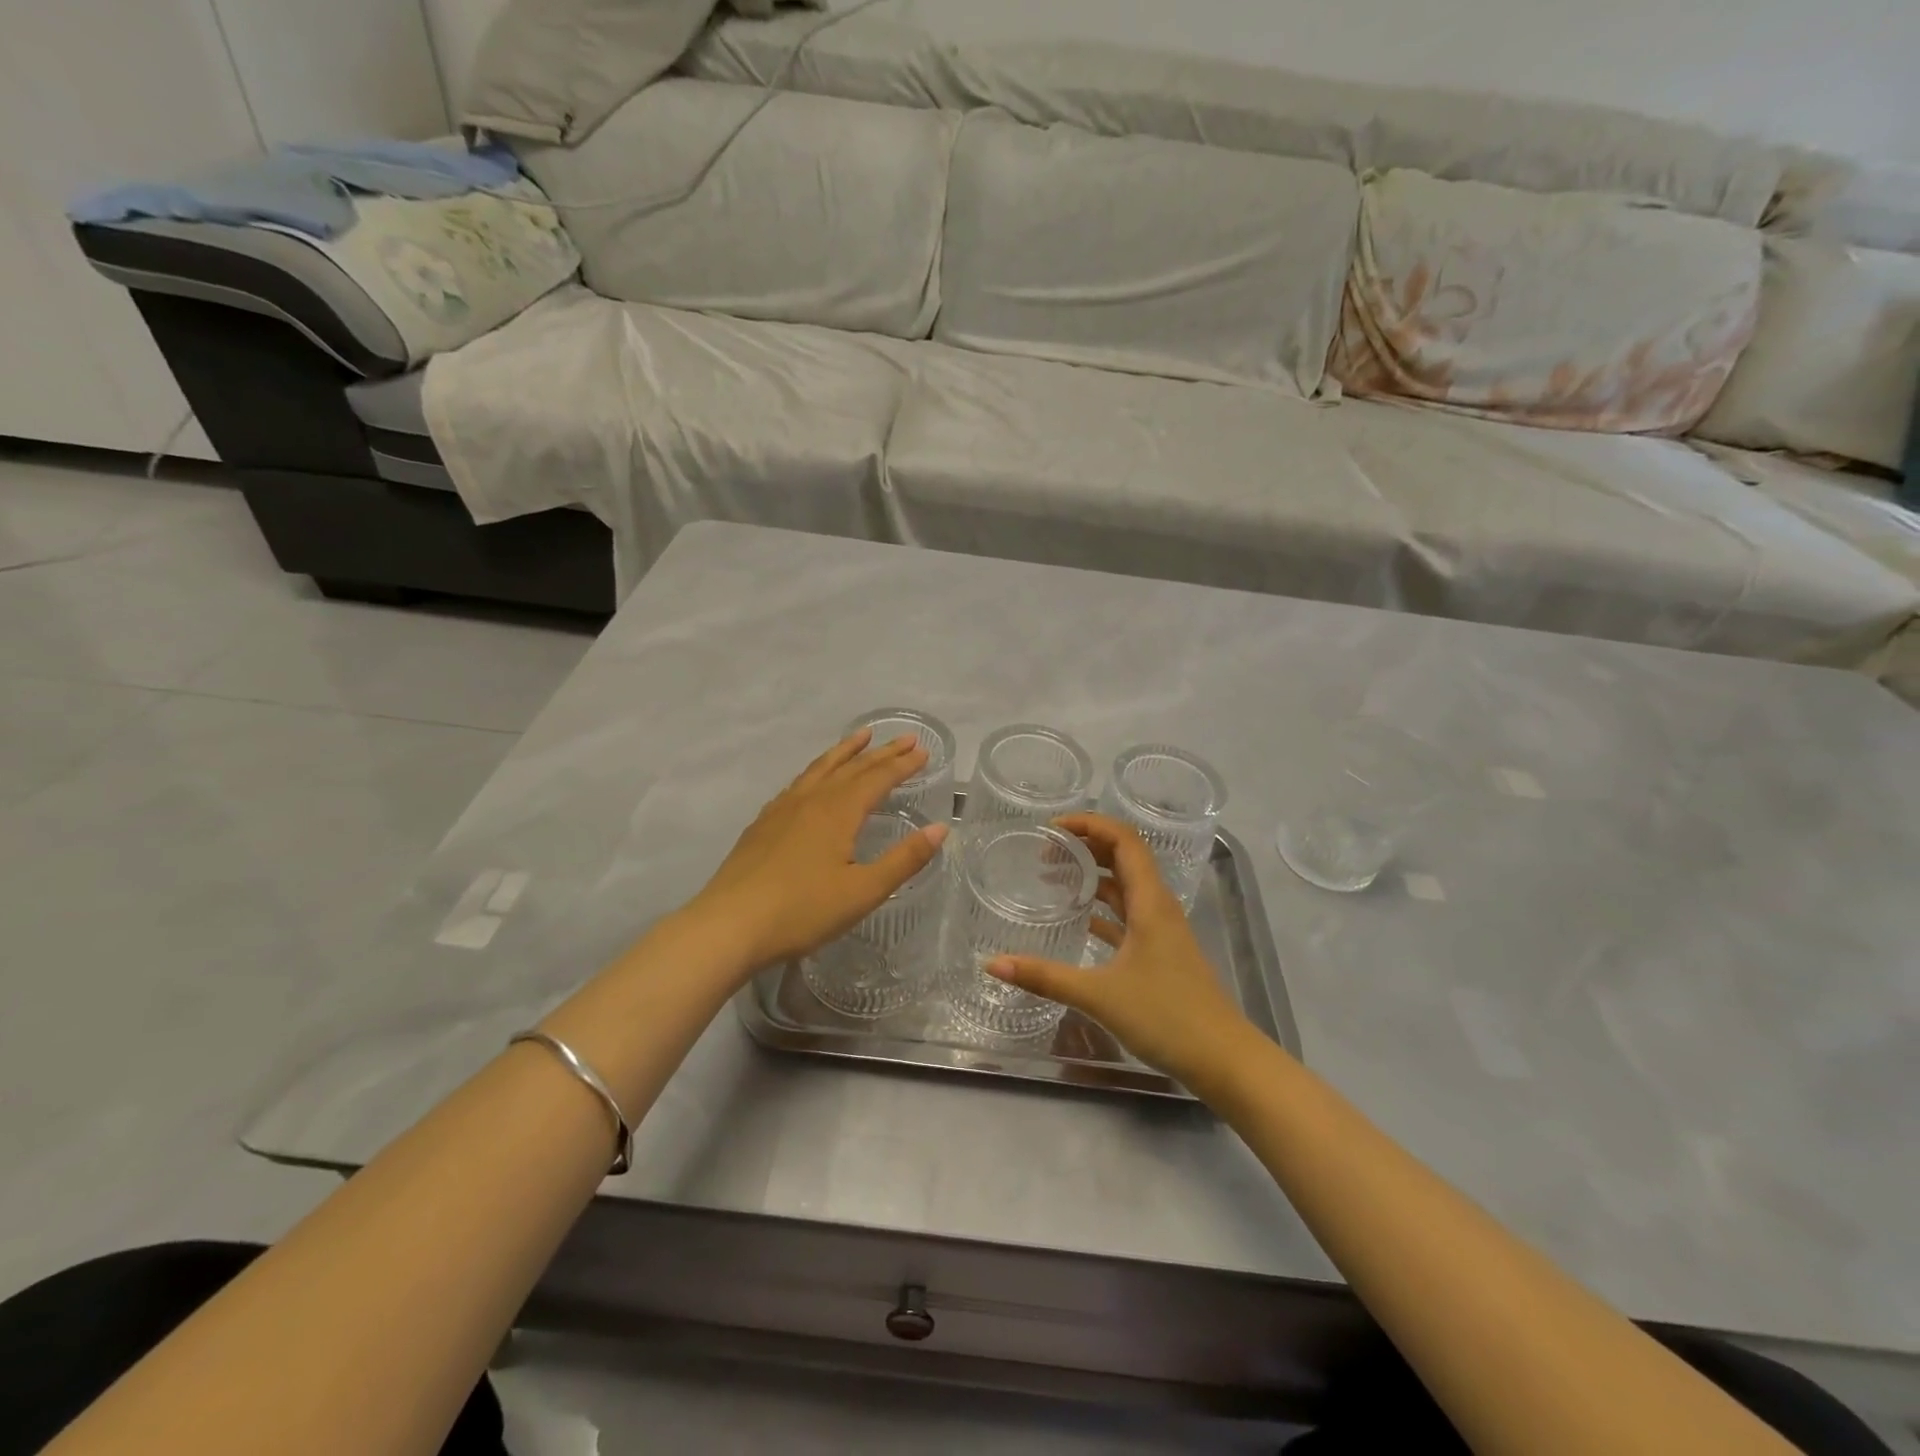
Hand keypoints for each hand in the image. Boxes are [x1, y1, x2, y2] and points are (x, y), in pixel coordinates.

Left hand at [686, 729, 948, 972]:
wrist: (729, 925)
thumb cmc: (802, 911)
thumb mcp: (863, 891)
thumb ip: (904, 859)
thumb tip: (941, 828)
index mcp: (838, 812)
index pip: (877, 778)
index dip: (902, 764)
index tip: (922, 750)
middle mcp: (811, 800)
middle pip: (851, 767)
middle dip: (881, 752)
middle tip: (904, 738)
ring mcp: (782, 809)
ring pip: (820, 769)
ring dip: (844, 752)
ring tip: (861, 738)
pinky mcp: (762, 824)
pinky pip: (798, 783)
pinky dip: (816, 771)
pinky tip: (813, 780)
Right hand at [986, 813, 1257, 1092]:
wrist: (1224, 1059)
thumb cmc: (1166, 1017)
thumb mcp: (1099, 995)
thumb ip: (1044, 977)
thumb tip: (992, 964)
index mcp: (1150, 901)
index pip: (1123, 839)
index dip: (1089, 824)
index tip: (1051, 828)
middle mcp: (1158, 906)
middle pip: (1124, 856)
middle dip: (1086, 845)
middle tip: (1045, 850)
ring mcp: (1162, 930)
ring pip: (1126, 886)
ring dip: (1094, 875)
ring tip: (1054, 875)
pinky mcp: (1160, 953)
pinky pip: (1128, 915)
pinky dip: (1103, 908)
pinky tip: (1078, 919)